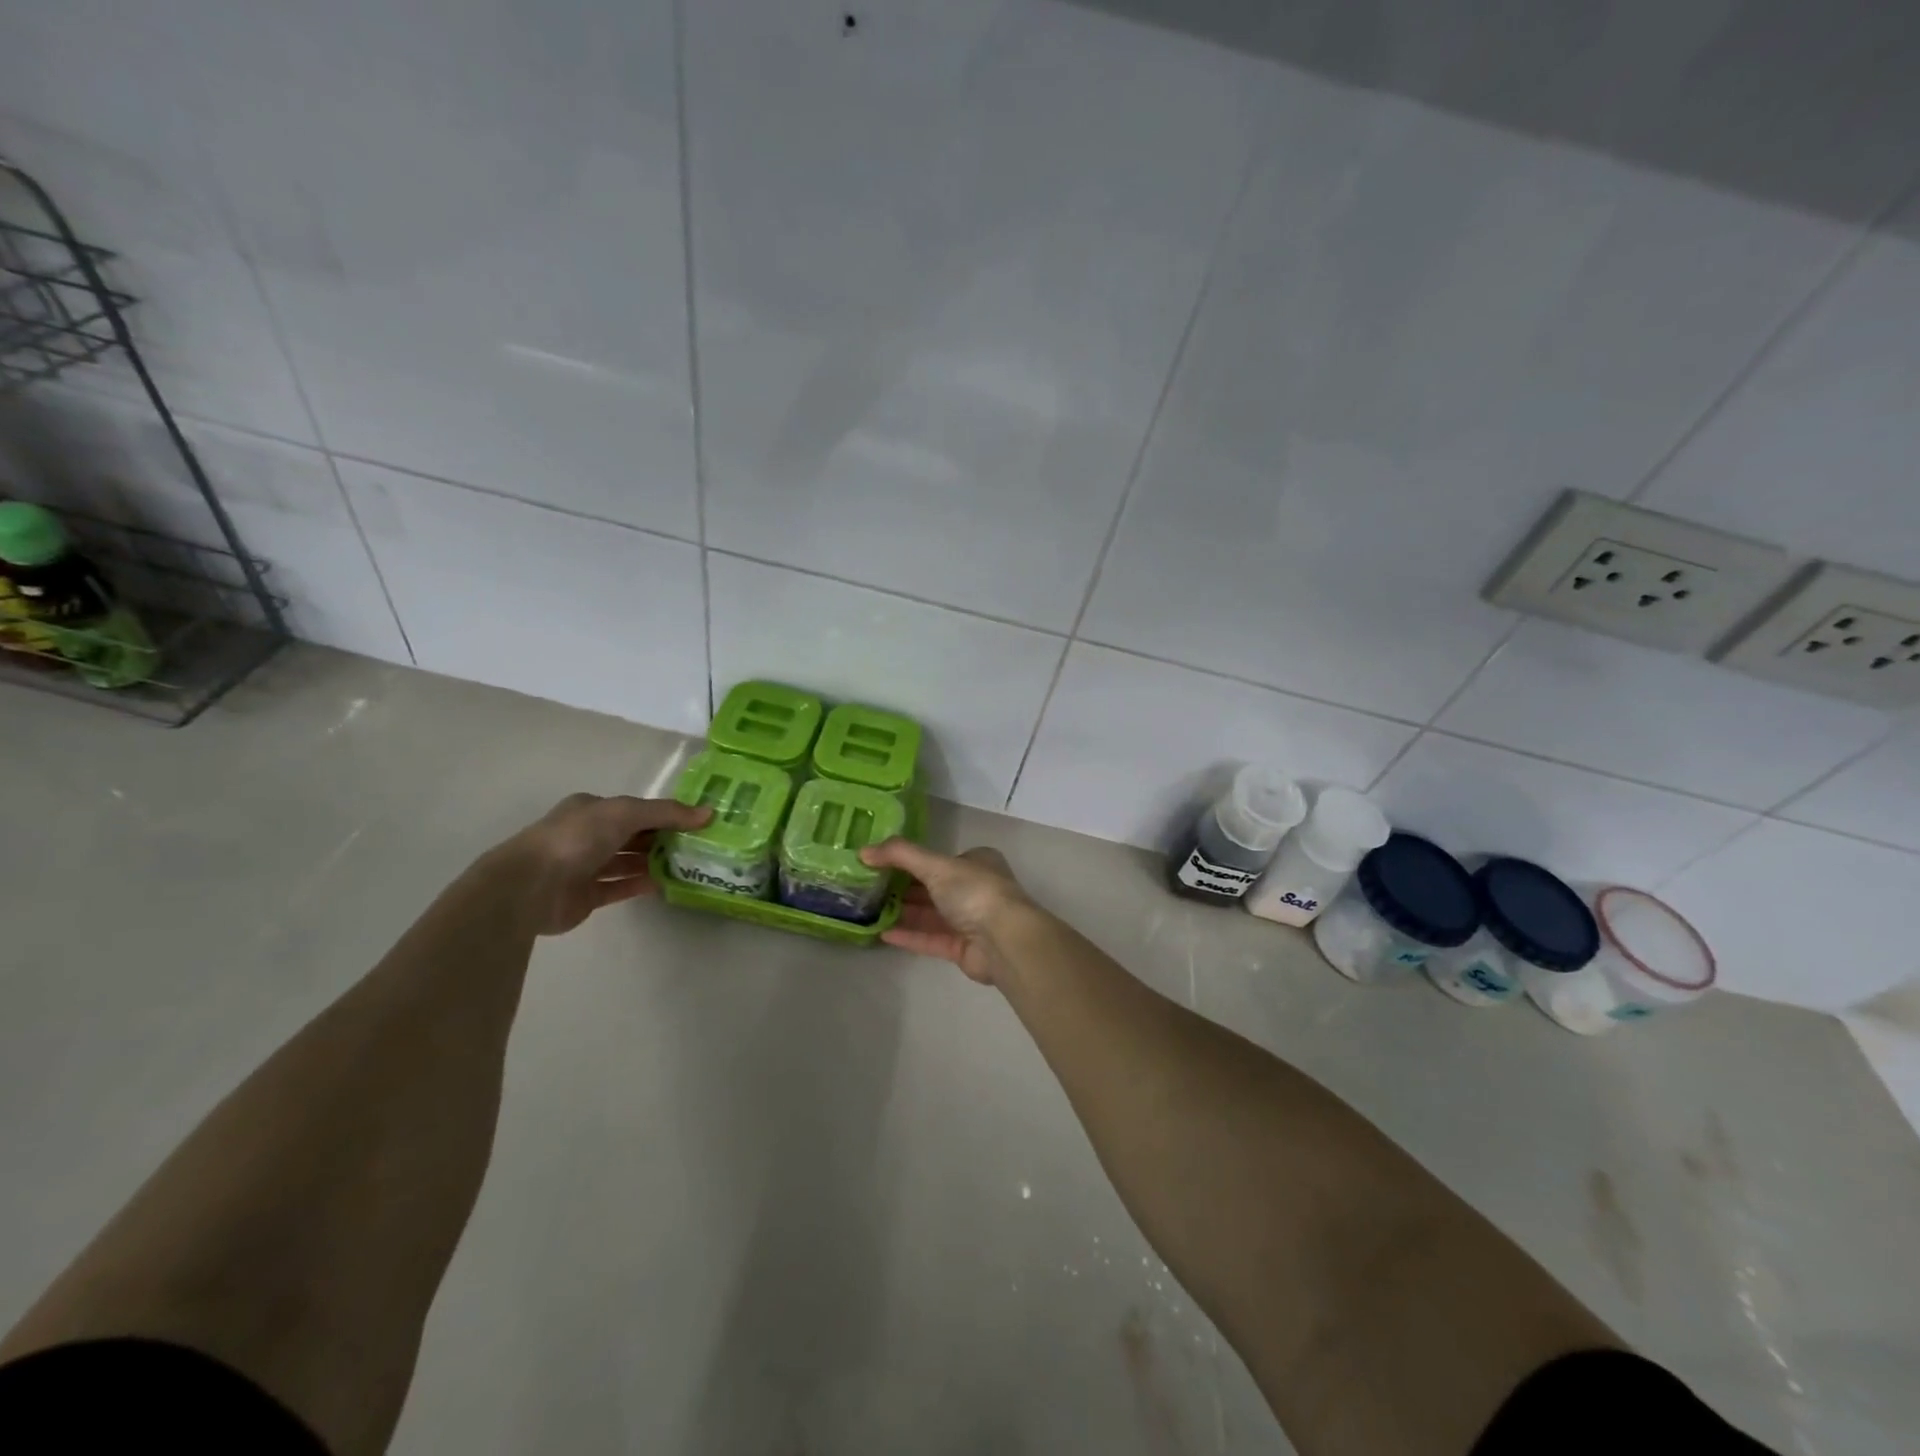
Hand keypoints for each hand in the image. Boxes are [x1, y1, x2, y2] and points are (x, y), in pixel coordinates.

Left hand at [493, 793, 711, 936]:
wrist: (531, 887)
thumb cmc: (577, 838)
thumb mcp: (626, 813)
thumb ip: (667, 813)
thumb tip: (709, 813)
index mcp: (592, 810)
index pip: (636, 809)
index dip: (666, 814)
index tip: (696, 822)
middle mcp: (588, 835)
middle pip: (633, 835)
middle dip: (663, 839)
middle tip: (700, 845)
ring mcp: (585, 867)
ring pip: (628, 862)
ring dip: (655, 862)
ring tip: (689, 865)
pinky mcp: (586, 896)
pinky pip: (620, 888)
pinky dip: (641, 885)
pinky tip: (667, 884)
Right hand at [859, 839, 1034, 984]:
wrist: (1004, 941)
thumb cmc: (974, 892)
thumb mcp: (935, 865)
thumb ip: (899, 855)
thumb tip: (863, 851)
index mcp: (977, 863)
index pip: (939, 859)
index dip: (910, 861)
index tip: (879, 864)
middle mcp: (975, 889)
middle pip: (933, 888)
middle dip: (903, 889)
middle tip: (868, 889)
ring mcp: (971, 921)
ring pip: (931, 915)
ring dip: (903, 913)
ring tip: (869, 911)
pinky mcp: (963, 949)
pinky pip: (931, 939)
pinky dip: (909, 935)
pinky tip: (882, 933)